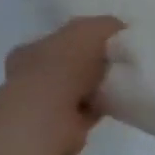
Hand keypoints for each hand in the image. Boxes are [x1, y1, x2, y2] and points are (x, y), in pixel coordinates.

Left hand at [1, 16, 124, 154]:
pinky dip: (101, 107)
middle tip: (120, 62)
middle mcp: (32, 76)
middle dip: (94, 65)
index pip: (60, 40)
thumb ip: (106, 25)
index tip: (110, 42)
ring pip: (78, 90)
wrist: (50, 116)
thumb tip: (120, 29)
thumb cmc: (64, 64)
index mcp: (32, 49)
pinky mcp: (60, 128)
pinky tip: (118, 101)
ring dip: (98, 88)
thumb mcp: (90, 29)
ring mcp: (43, 105)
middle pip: (70, 66)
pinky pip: (87, 112)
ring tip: (123, 82)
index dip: (85, 39)